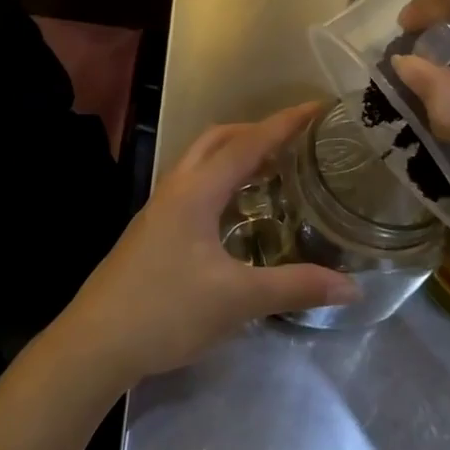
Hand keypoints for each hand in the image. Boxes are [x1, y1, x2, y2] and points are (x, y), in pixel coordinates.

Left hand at [50, 104, 358, 391]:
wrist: (97, 341)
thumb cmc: (166, 310)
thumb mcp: (236, 299)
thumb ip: (295, 287)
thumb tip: (352, 286)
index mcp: (196, 191)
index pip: (247, 143)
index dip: (284, 124)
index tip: (317, 108)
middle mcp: (176, 187)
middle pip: (217, 139)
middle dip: (256, 131)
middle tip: (295, 141)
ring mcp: (160, 207)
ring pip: (201, 161)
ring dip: (235, 154)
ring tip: (273, 170)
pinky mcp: (153, 229)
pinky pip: (194, 185)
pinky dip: (221, 180)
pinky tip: (236, 211)